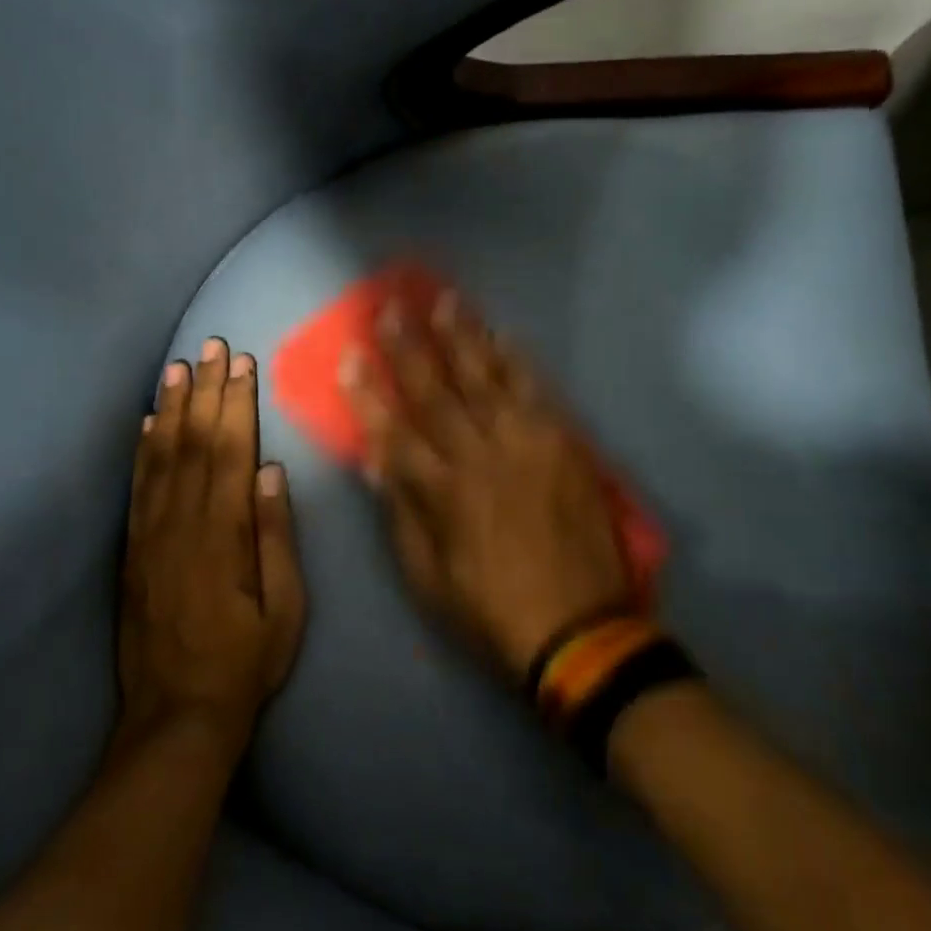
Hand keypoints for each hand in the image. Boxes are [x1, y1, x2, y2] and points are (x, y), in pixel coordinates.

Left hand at [119, 339, 305, 754]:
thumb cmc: (245, 663)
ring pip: (161, 457)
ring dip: (172, 408)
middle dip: (206, 391)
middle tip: (213, 346)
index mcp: (222, 536)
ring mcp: (149, 536)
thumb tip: (269, 472)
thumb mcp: (284, 608)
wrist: (176, 717)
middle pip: (194, 443)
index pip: (230, 452)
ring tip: (178, 367)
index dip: (236, 404)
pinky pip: (136, 488)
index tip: (243, 364)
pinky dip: (141, 449)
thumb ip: (275, 537)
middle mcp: (180, 524)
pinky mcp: (132, 551)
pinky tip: (146, 422)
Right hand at [345, 293, 634, 682]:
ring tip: (445, 301)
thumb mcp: (428, 579)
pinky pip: (536, 392)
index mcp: (441, 493)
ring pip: (485, 380)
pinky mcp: (563, 444)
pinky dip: (518, 362)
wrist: (580, 629)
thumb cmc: (491, 611)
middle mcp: (478, 457)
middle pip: (436, 393)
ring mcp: (525, 445)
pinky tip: (503, 335)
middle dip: (408, 348)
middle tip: (391, 309)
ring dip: (462, 338)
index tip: (351, 357)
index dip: (368, 393)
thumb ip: (403, 514)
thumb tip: (377, 461)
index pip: (393, 431)